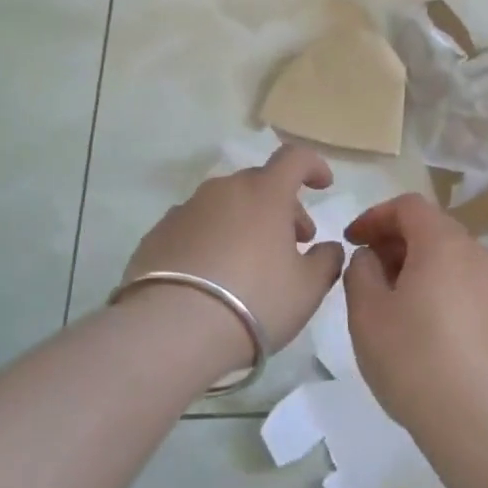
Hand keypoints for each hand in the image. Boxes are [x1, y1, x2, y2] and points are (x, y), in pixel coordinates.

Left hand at [123, 144, 343, 359]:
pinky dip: (211, 239)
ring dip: (245, 222)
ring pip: (226, 204)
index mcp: (265, 192)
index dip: (313, 166)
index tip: (323, 185)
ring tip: (250, 263)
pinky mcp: (158, 234)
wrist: (172, 330)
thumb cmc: (255, 301)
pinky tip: (212, 276)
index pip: (295, 158)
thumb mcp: (308, 288)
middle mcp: (224, 190)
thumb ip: (327, 260)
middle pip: (260, 184)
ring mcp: (186, 209)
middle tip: (293, 243)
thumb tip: (329, 247)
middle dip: (282, 206)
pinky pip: (196, 226)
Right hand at [342, 194, 487, 442]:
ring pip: (451, 257)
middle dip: (395, 240)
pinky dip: (440, 287)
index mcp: (443, 243)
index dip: (375, 216)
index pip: (408, 206)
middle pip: (432, 228)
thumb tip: (371, 258)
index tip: (352, 240)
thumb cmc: (413, 360)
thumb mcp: (367, 313)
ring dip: (418, 264)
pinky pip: (466, 285)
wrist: (478, 422)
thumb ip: (361, 271)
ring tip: (392, 298)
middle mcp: (477, 254)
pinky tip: (424, 325)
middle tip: (367, 268)